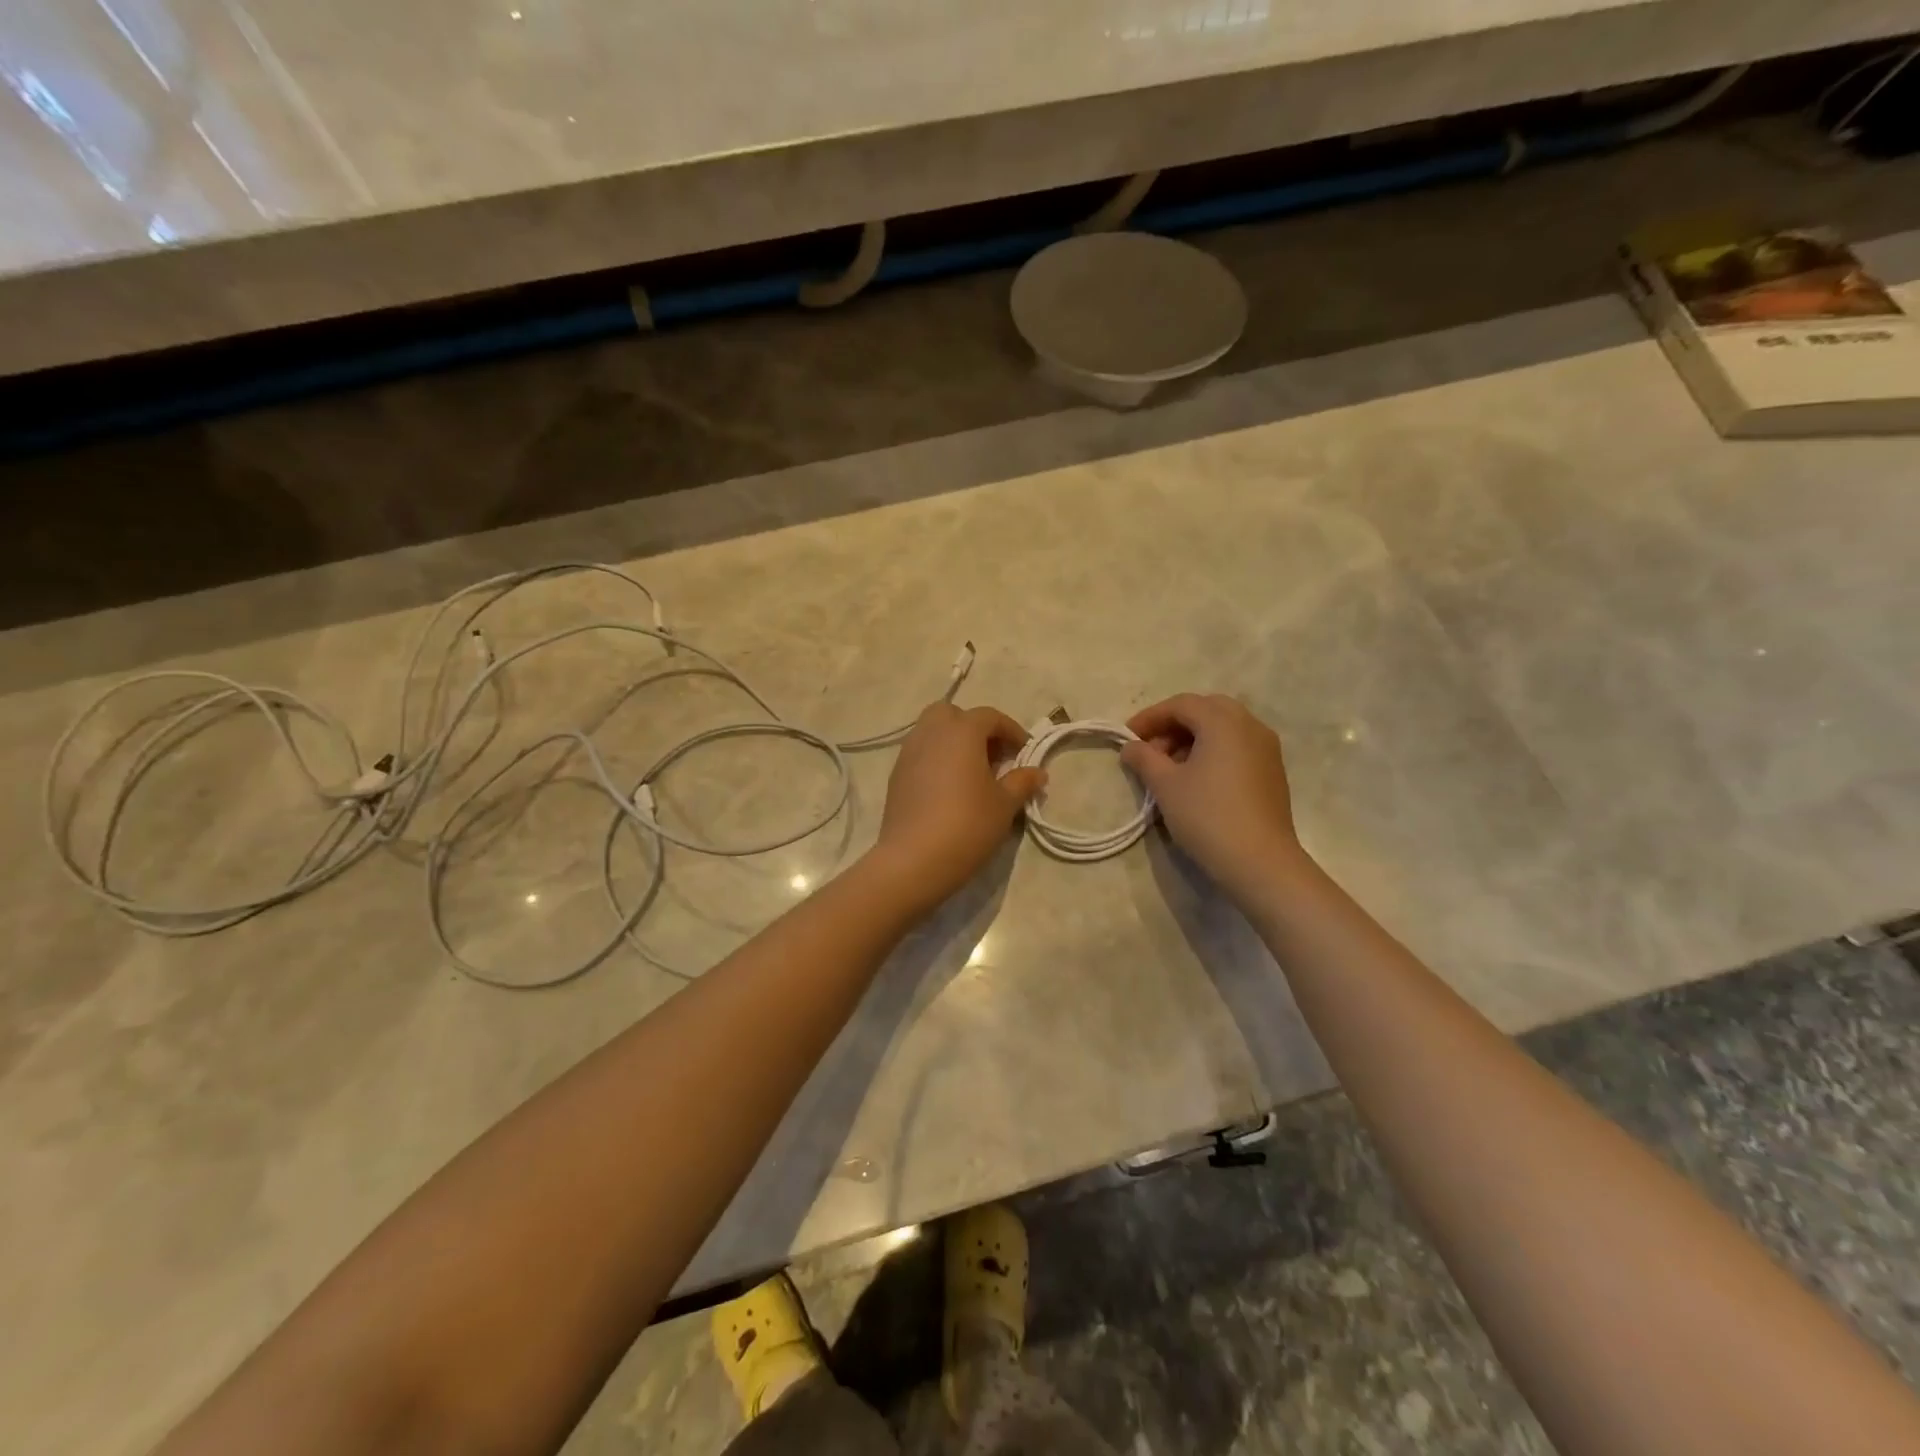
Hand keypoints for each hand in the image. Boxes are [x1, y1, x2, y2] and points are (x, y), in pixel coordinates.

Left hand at [872, 703, 1045, 909]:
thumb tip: (1037, 773)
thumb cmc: (967, 825)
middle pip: (952, 715)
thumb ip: (1022, 782)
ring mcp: (908, 753)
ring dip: (953, 743)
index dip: (1011, 730)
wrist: (914, 859)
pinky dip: (936, 760)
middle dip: (974, 728)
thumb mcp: (1004, 805)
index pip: (989, 717)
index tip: (1024, 752)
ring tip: (971, 773)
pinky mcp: (896, 776)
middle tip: (992, 756)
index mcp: (961, 732)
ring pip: (932, 732)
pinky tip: (948, 789)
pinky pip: (920, 754)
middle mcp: (931, 733)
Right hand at [1120, 694, 1302, 902]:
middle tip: (1151, 748)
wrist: (1260, 861)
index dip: (1150, 717)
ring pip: (1224, 728)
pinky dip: (1213, 751)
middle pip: (1206, 710)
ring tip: (1170, 767)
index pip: (1181, 704)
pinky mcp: (1272, 771)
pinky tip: (1197, 779)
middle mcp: (1250, 726)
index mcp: (1223, 722)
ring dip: (1193, 738)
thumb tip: (1131, 747)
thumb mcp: (1165, 785)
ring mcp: (1267, 748)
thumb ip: (1144, 758)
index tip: (1127, 737)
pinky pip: (1238, 746)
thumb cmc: (1207, 816)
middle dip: (1174, 724)